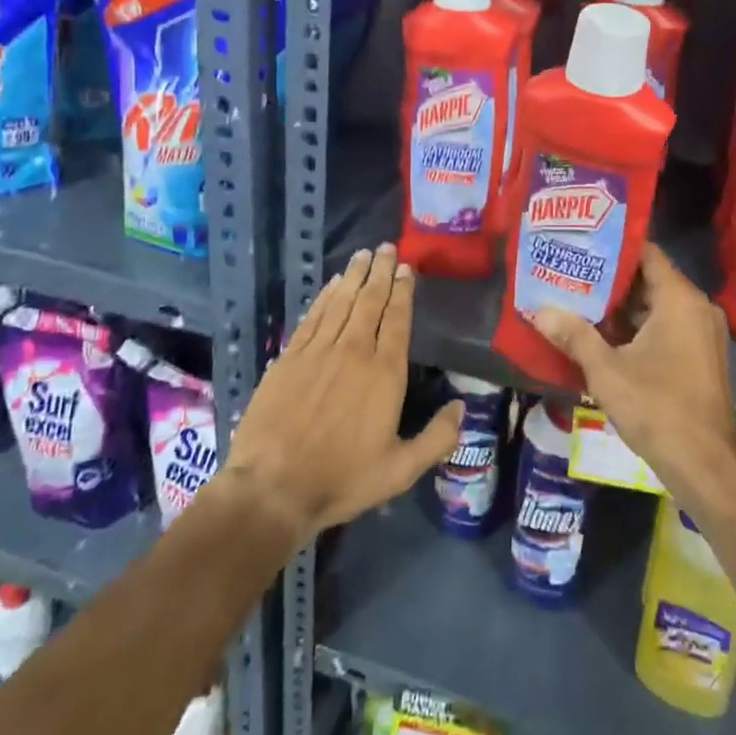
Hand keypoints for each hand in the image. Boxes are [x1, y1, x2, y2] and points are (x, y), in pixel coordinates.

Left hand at [224, 244, 461, 543]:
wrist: (273, 488)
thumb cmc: (342, 479)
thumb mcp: (401, 470)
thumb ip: (437, 438)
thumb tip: (462, 407)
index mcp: (385, 373)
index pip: (397, 319)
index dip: (403, 291)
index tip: (407, 268)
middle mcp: (354, 351)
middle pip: (370, 301)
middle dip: (381, 271)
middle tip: (387, 247)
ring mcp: (318, 351)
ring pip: (341, 302)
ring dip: (354, 276)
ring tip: (363, 255)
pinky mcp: (289, 358)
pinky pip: (313, 317)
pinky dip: (325, 297)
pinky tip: (332, 285)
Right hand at [532, 244, 735, 511]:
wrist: (706, 467)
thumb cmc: (657, 408)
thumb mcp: (606, 371)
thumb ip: (574, 335)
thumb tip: (539, 311)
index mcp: (680, 299)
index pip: (646, 252)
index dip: (613, 246)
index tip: (581, 243)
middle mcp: (697, 307)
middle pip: (650, 279)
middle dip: (610, 279)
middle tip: (570, 273)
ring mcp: (702, 333)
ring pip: (657, 306)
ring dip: (621, 307)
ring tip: (578, 301)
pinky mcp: (701, 356)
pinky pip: (667, 327)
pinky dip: (638, 328)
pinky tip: (603, 336)